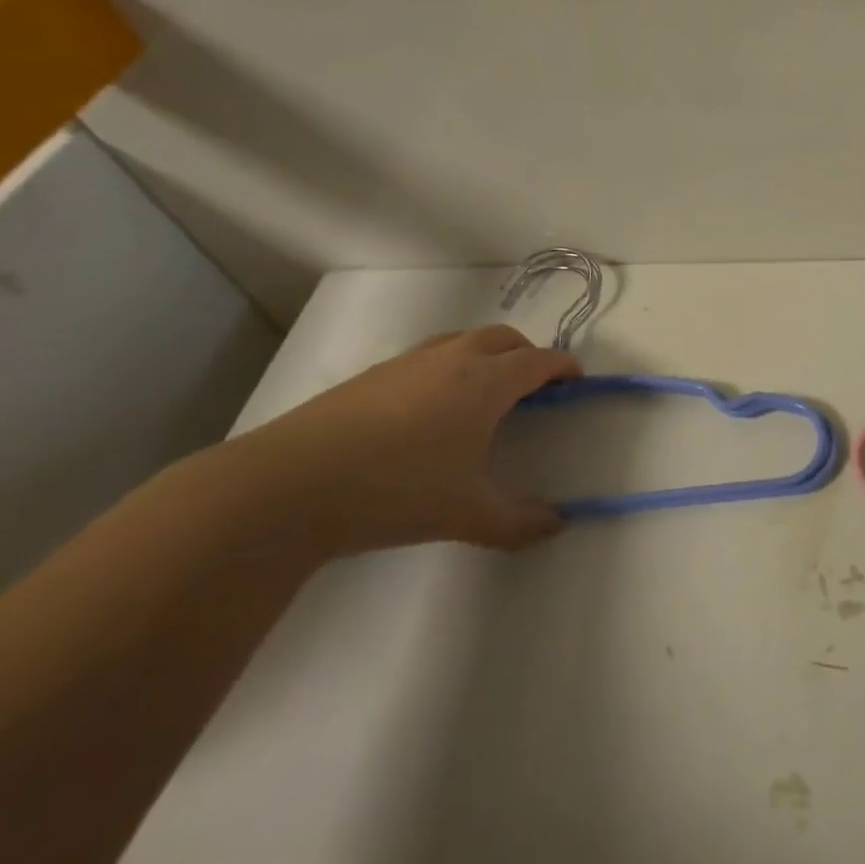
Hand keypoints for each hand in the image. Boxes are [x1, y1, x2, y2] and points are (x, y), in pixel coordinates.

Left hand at [229, 325, 579, 557]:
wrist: (289, 486)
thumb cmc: (396, 490)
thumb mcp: (467, 514)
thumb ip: (519, 521)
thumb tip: (557, 525)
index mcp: (485, 382)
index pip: (538, 361)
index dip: (563, 367)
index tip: (576, 380)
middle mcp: (452, 359)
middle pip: (503, 338)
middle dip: (526, 355)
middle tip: (534, 386)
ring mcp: (407, 363)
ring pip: (462, 341)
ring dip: (485, 355)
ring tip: (483, 392)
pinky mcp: (371, 376)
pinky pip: (427, 357)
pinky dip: (447, 367)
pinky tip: (429, 409)